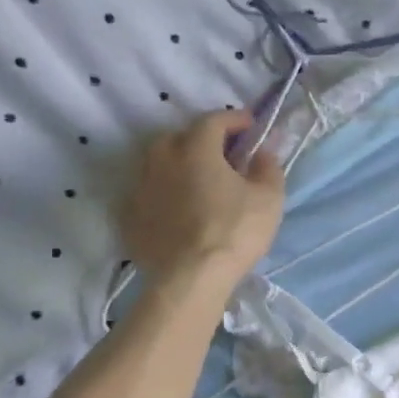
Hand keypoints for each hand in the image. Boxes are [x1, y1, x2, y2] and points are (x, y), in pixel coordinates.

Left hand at [120, 109, 285, 284]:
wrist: (191, 278)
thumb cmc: (235, 231)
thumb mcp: (269, 197)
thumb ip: (268, 167)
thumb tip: (262, 152)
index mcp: (196, 150)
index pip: (213, 120)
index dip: (235, 119)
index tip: (251, 125)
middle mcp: (161, 160)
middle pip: (179, 137)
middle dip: (201, 139)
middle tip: (222, 154)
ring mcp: (140, 189)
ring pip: (157, 164)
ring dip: (178, 165)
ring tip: (197, 181)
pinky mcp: (129, 217)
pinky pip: (147, 194)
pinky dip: (163, 193)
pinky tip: (177, 209)